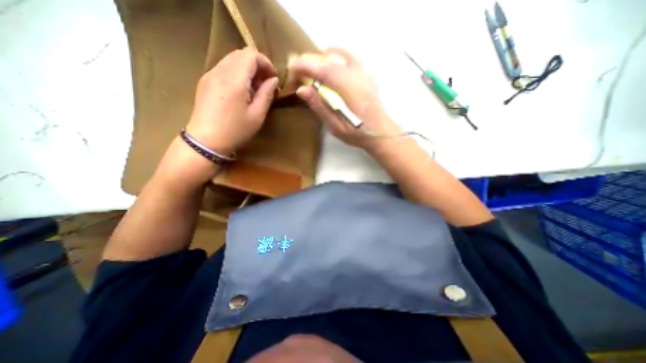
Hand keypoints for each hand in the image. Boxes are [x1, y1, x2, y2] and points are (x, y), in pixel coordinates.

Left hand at [186, 47, 278, 153]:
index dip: (266, 63)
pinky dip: (236, 73)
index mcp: (234, 79)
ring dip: (246, 69)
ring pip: (231, 60)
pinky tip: (241, 91)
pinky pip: (223, 68)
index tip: (273, 78)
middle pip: (241, 54)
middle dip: (257, 65)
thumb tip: (274, 80)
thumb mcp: (257, 115)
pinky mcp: (205, 81)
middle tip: (266, 83)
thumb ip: (266, 94)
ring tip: (254, 88)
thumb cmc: (235, 130)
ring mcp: (210, 75)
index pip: (251, 55)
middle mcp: (220, 71)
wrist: (206, 141)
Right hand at [289, 49, 401, 150]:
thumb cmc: (357, 132)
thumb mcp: (335, 125)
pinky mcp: (366, 72)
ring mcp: (362, 70)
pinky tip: (328, 61)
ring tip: (310, 69)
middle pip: (326, 58)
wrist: (381, 131)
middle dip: (308, 62)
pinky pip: (347, 56)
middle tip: (298, 72)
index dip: (302, 66)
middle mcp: (353, 73)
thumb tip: (302, 89)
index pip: (319, 67)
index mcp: (345, 87)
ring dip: (320, 59)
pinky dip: (334, 56)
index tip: (291, 71)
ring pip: (336, 54)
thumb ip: (319, 106)